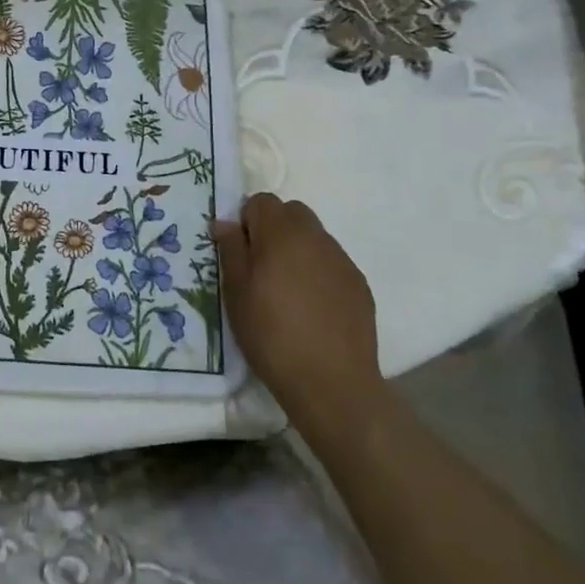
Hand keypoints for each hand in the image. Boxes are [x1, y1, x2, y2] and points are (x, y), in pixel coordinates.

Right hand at [215, 194, 385, 449]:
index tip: (241, 251)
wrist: (332, 382)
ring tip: (287, 290)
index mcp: (281, 233)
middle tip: (261, 265)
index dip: (247, 220)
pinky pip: (332, 262)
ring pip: (314, 237)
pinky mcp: (359, 285)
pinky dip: (318, 272)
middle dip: (274, 228)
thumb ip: (230, 249)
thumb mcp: (236, 292)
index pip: (261, 201)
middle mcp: (315, 237)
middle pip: (292, 212)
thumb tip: (225, 223)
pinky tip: (311, 307)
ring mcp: (341, 260)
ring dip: (297, 249)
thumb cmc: (271, 333)